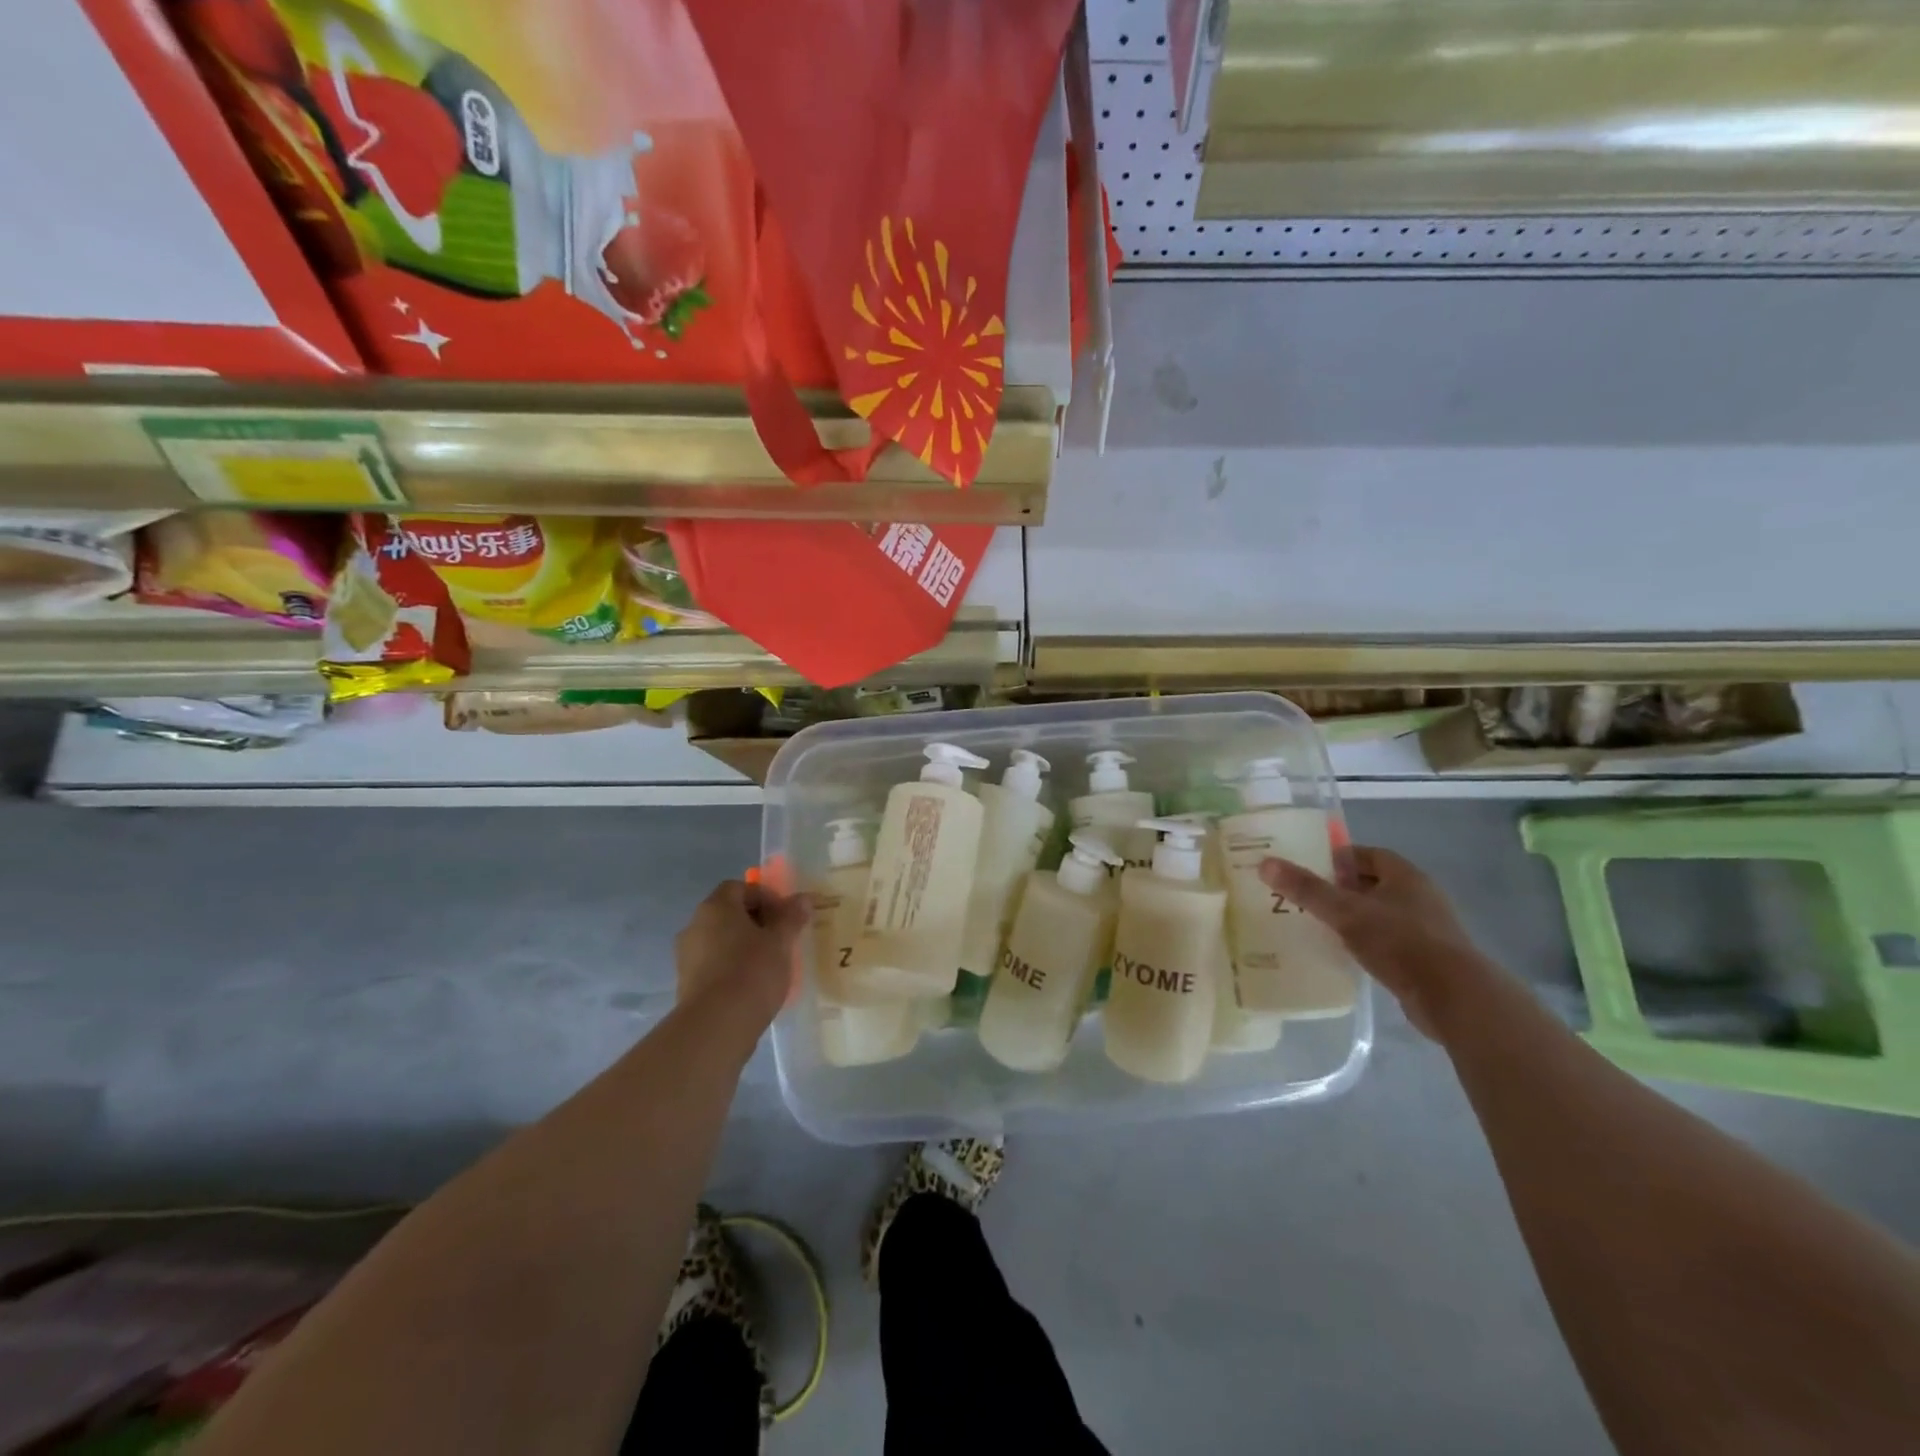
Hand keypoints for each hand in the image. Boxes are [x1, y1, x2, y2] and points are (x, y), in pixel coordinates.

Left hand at [674, 880, 810, 1026]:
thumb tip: (803, 899)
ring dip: (745, 946)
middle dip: (757, 922)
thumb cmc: (752, 972)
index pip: (739, 887)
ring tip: (771, 965)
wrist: (716, 1026)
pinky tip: (753, 986)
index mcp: (716, 907)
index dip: (765, 896)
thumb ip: (791, 917)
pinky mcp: (687, 984)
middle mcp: (695, 925)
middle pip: (729, 913)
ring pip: (722, 940)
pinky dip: (733, 968)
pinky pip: (715, 965)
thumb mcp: (781, 941)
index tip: (786, 916)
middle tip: (782, 939)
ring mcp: (687, 956)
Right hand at [1260, 846, 1501, 1041]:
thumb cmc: (1400, 942)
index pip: (1367, 854)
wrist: (1454, 998)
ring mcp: (1426, 928)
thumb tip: (1265, 863)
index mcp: (1405, 875)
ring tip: (1318, 924)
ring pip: (1380, 913)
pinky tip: (1343, 953)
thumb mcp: (1345, 912)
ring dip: (1353, 916)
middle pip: (1373, 883)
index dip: (1338, 857)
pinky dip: (1365, 941)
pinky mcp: (1426, 958)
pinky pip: (1388, 940)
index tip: (1308, 867)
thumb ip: (1306, 889)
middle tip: (1306, 896)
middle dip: (1340, 887)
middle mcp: (1419, 896)